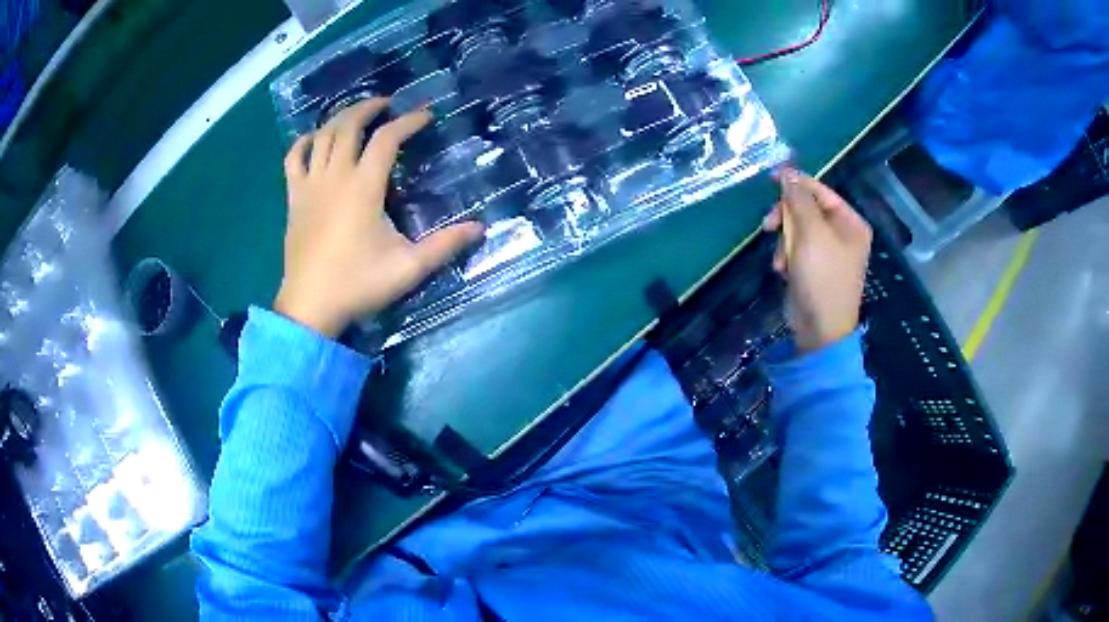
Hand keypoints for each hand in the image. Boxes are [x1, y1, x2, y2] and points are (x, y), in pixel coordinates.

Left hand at [274, 99, 484, 336]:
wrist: (310, 307)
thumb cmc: (358, 284)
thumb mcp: (409, 268)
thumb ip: (445, 245)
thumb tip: (480, 228)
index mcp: (363, 187)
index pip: (387, 139)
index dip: (409, 121)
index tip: (426, 115)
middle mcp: (335, 176)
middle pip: (349, 125)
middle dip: (370, 107)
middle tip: (388, 104)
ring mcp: (310, 185)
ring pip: (322, 135)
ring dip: (340, 117)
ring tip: (357, 114)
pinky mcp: (294, 198)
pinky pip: (294, 159)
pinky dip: (303, 142)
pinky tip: (313, 138)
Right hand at [763, 168, 871, 352]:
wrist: (820, 329)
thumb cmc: (822, 277)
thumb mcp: (811, 233)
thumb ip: (798, 200)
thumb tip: (787, 173)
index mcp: (850, 222)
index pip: (820, 191)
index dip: (796, 183)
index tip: (770, 178)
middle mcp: (842, 233)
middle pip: (807, 209)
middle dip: (786, 218)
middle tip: (768, 225)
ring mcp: (828, 251)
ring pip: (797, 229)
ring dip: (784, 241)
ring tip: (780, 260)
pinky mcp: (814, 267)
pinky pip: (796, 248)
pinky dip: (786, 256)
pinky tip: (783, 270)